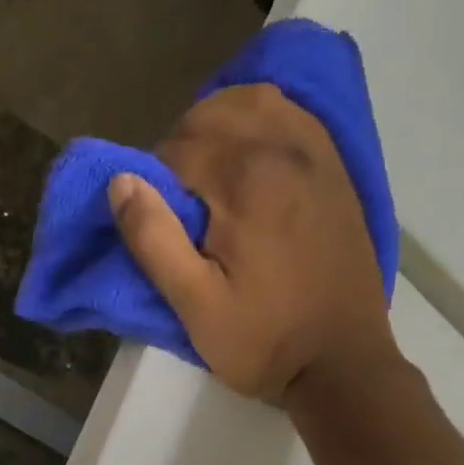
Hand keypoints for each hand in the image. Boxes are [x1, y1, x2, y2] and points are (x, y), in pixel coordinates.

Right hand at [111, 82, 398, 401]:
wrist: (343, 363)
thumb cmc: (265, 342)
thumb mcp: (196, 306)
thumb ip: (155, 240)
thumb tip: (120, 179)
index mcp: (248, 181)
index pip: (180, 147)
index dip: (153, 177)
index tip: (154, 218)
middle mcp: (287, 150)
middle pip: (216, 113)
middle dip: (182, 143)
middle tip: (175, 195)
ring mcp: (320, 157)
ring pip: (259, 101)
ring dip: (221, 122)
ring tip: (208, 169)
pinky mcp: (339, 172)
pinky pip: (296, 117)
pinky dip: (263, 122)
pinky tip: (251, 155)